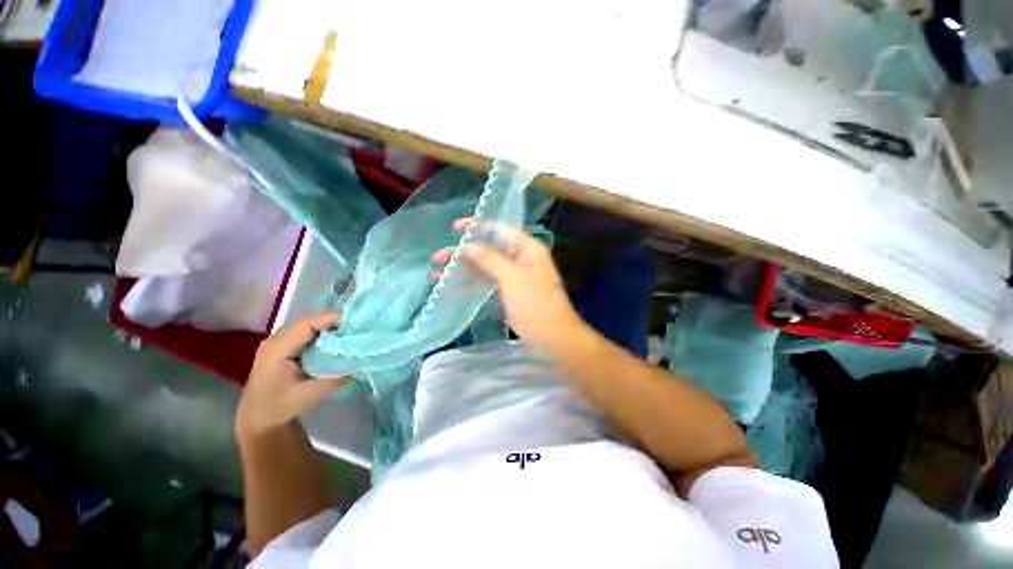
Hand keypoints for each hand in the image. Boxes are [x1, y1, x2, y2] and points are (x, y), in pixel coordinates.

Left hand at [237, 313, 351, 437]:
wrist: (257, 419)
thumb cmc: (279, 407)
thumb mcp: (309, 394)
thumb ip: (336, 378)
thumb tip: (361, 363)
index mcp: (278, 348)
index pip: (308, 324)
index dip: (333, 319)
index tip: (357, 322)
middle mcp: (278, 339)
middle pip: (311, 322)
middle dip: (337, 323)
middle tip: (360, 328)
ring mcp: (281, 342)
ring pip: (311, 327)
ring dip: (332, 329)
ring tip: (354, 333)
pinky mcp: (286, 347)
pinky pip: (309, 335)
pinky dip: (326, 336)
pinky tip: (339, 342)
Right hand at [431, 218, 586, 351]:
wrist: (553, 338)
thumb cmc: (535, 304)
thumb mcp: (512, 278)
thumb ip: (490, 259)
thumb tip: (468, 246)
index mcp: (527, 248)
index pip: (500, 230)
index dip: (477, 227)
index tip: (455, 228)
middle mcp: (521, 258)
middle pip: (489, 248)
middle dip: (464, 252)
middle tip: (439, 258)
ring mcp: (515, 276)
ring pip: (486, 266)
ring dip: (464, 269)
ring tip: (438, 275)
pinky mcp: (510, 291)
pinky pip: (489, 281)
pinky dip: (472, 282)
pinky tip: (454, 286)